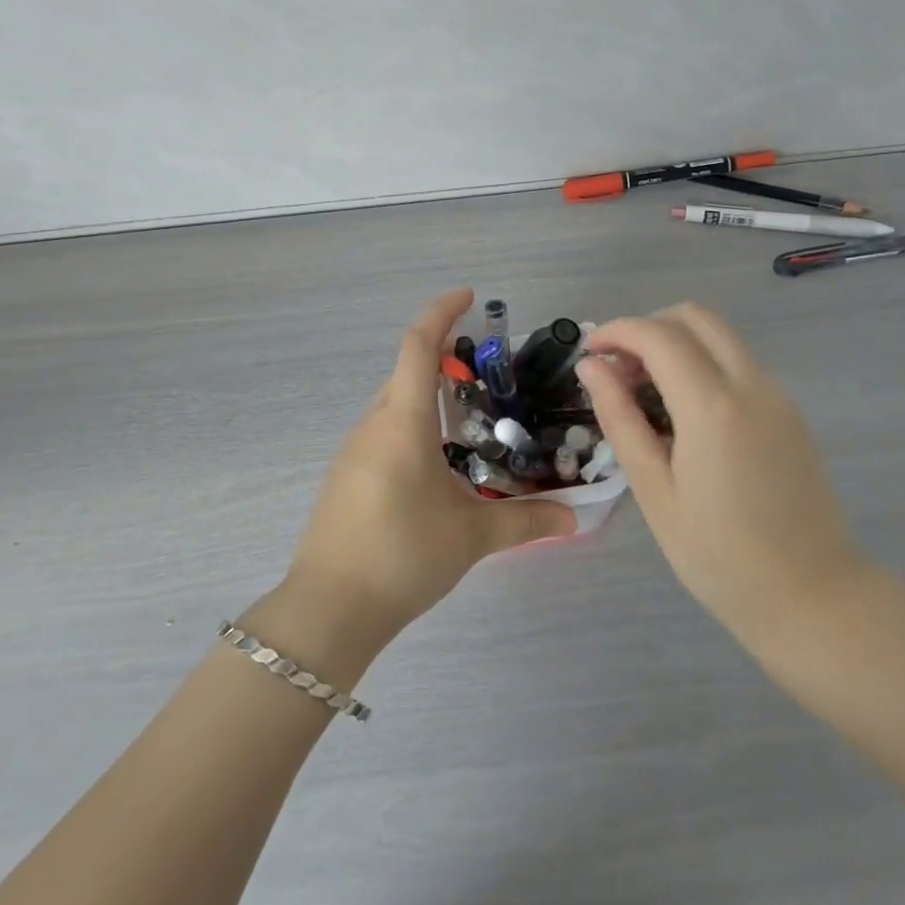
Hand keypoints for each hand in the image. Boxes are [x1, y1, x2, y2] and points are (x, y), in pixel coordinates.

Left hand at [284, 288, 575, 641]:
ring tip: (468, 416)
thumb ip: (526, 520)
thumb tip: (575, 518)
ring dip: (426, 395)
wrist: (328, 609)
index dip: (441, 312)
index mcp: (402, 422)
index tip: (468, 296)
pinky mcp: (346, 476)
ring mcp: (353, 451)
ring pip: (393, 403)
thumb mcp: (472, 536)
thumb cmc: (402, 555)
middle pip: (405, 371)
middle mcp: (373, 425)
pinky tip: (436, 462)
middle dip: (441, 357)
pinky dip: (412, 425)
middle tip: (485, 369)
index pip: (417, 346)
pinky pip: (383, 431)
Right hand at [576, 303, 869, 652]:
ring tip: (645, 391)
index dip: (617, 331)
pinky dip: (703, 361)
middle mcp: (750, 384)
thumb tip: (591, 366)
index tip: (589, 353)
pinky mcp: (789, 411)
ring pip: (721, 335)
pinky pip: (739, 362)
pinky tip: (684, 410)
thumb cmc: (719, 555)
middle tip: (619, 369)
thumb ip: (620, 418)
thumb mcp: (655, 490)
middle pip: (695, 316)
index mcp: (711, 405)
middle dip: (649, 326)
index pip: (657, 334)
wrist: (812, 596)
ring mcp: (777, 394)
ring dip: (677, 342)